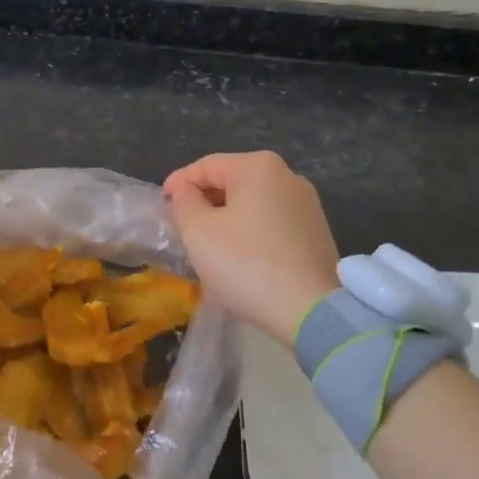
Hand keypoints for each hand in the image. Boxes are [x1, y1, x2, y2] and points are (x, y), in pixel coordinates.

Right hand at [163, 151, 339, 345]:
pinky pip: (271, 223)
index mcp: (258, 167)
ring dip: (226, 219)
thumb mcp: (199, 231)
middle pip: (232, 182)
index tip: (162, 203)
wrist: (311, 311)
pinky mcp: (317, 233)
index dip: (179, 183)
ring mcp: (307, 205)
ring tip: (207, 243)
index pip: (206, 166)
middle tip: (182, 225)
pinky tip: (238, 256)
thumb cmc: (246, 264)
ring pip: (252, 204)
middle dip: (204, 201)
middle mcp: (288, 176)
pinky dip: (250, 233)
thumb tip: (187, 192)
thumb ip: (185, 203)